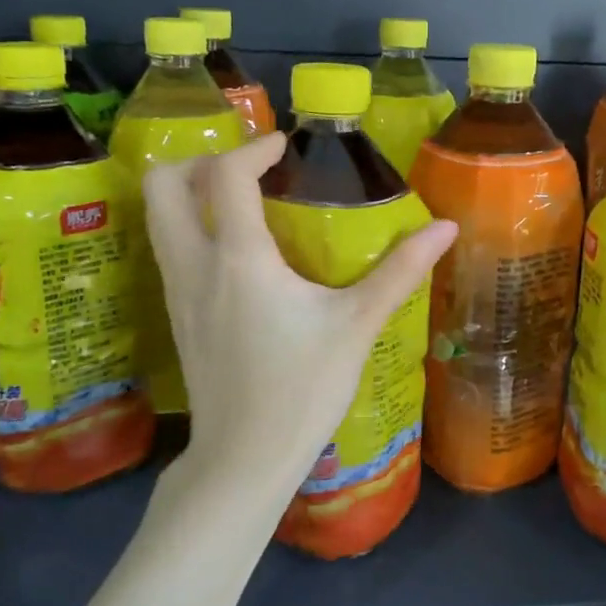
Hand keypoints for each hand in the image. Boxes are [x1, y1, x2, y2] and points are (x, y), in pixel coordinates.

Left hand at [142, 133, 457, 519]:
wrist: (244, 458)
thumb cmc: (303, 388)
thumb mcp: (357, 325)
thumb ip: (400, 270)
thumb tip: (446, 227)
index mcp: (239, 259)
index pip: (226, 176)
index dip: (253, 148)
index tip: (284, 147)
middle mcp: (195, 265)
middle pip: (162, 185)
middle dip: (198, 161)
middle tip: (246, 170)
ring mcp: (177, 292)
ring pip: (158, 218)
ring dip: (191, 194)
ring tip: (242, 202)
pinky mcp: (176, 316)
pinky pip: (169, 249)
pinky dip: (192, 228)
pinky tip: (236, 253)